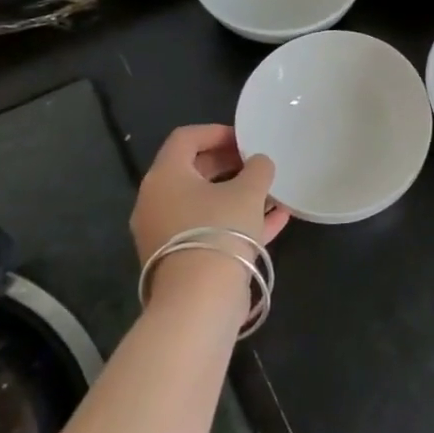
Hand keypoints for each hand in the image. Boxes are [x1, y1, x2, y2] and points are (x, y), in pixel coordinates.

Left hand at [130, 124, 289, 262]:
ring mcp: (166, 233)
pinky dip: (237, 221)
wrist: (199, 301)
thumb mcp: (249, 191)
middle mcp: (157, 202)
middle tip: (258, 163)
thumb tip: (259, 163)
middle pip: (193, 171)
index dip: (217, 132)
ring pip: (204, 203)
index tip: (247, 139)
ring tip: (271, 191)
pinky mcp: (181, 259)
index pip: (185, 138)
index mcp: (165, 176)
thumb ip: (258, 168)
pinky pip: (210, 229)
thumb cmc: (220, 230)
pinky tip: (276, 219)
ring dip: (236, 194)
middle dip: (229, 163)